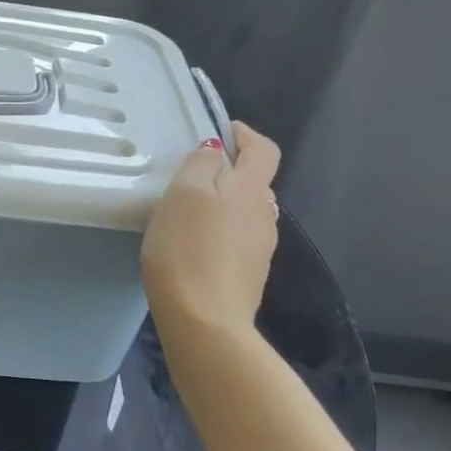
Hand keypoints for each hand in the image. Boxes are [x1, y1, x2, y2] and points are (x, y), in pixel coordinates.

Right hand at [141, 120, 281, 330]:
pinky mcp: (248, 273)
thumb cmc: (188, 249)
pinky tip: (194, 243)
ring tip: (189, 209)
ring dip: (223, 202)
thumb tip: (216, 150)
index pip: (264, 149)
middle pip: (254, 180)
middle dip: (229, 169)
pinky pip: (237, 237)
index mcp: (251, 188)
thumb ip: (201, 163)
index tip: (222, 130)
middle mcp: (265, 214)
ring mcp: (260, 246)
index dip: (246, 135)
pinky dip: (220, 230)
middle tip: (192, 172)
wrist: (205, 320)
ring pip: (245, 210)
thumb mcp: (184, 193)